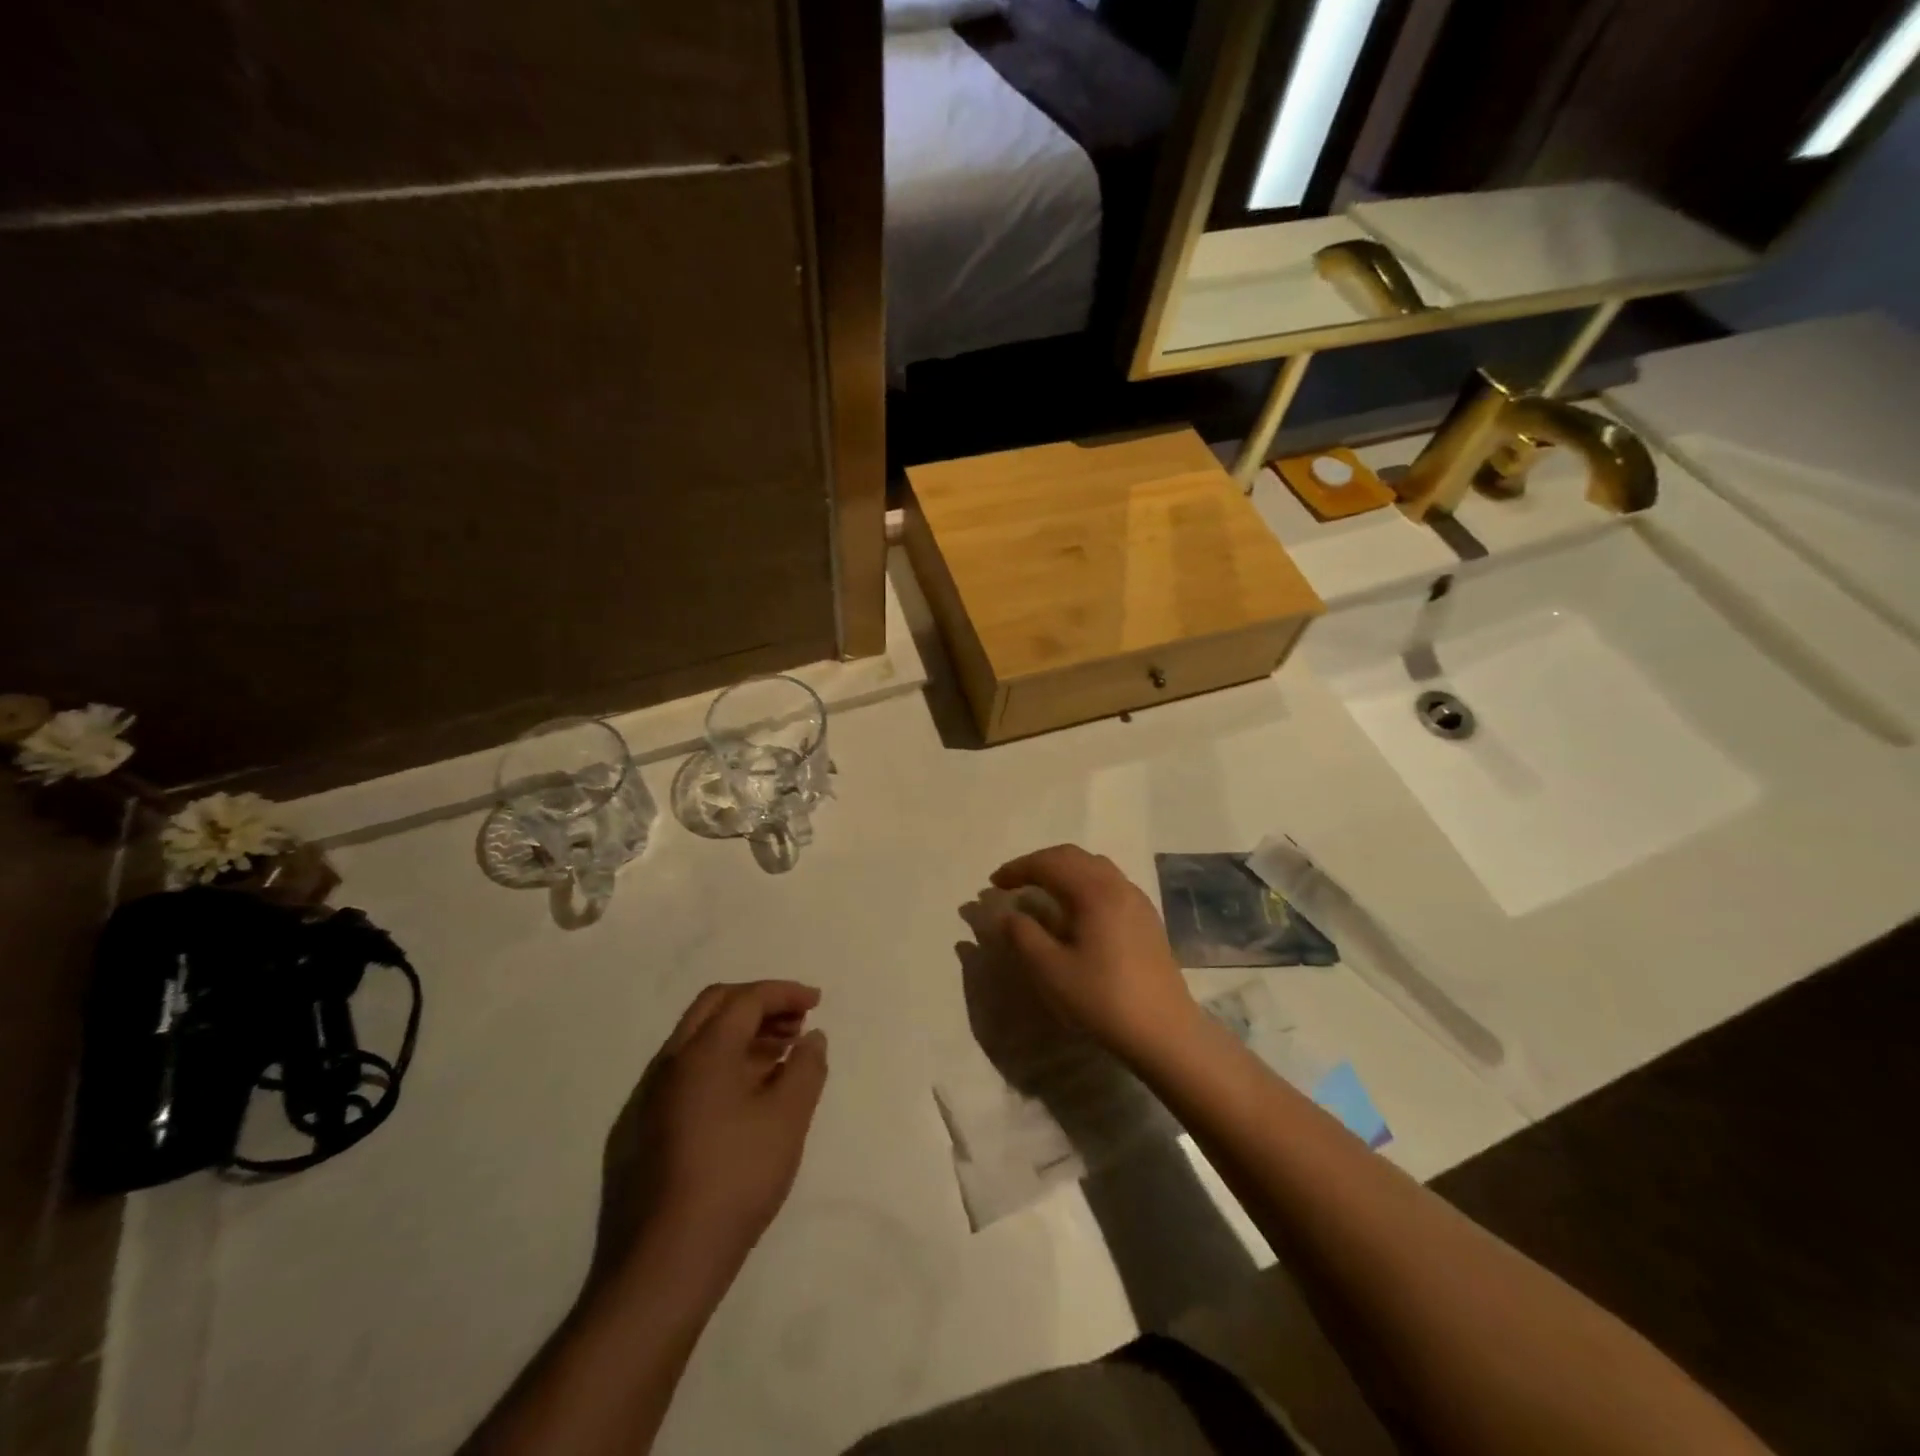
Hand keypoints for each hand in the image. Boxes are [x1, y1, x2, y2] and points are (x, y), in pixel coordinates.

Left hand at [598, 982, 827, 1284]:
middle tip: (795, 1023)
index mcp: (702, 1052)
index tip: (816, 1001)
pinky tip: (745, 1098)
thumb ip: (806, 1068)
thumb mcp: (788, 1120)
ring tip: (779, 1056)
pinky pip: (686, 1073)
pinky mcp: (640, 1130)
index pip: (747, 999)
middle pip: (715, 1007)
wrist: (662, 1265)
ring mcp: (649, 1097)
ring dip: (741, 1034)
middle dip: (759, 1005)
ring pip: (698, 1041)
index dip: (785, 993)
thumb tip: (812, 1037)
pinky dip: (721, 1063)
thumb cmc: (735, 1180)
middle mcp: (669, 1063)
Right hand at [989, 845, 1200, 1067]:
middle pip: (1072, 856)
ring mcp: (1136, 899)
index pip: (1048, 863)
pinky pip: (1108, 883)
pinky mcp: (1146, 917)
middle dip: (1039, 863)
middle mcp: (1118, 885)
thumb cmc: (1103, 1000)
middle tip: (1013, 882)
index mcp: (1094, 891)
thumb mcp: (1051, 971)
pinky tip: (1074, 909)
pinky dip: (1082, 883)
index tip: (993, 884)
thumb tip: (1008, 914)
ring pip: (1093, 866)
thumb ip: (1023, 936)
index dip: (1017, 869)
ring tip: (1040, 891)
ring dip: (1062, 870)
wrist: (1164, 1032)